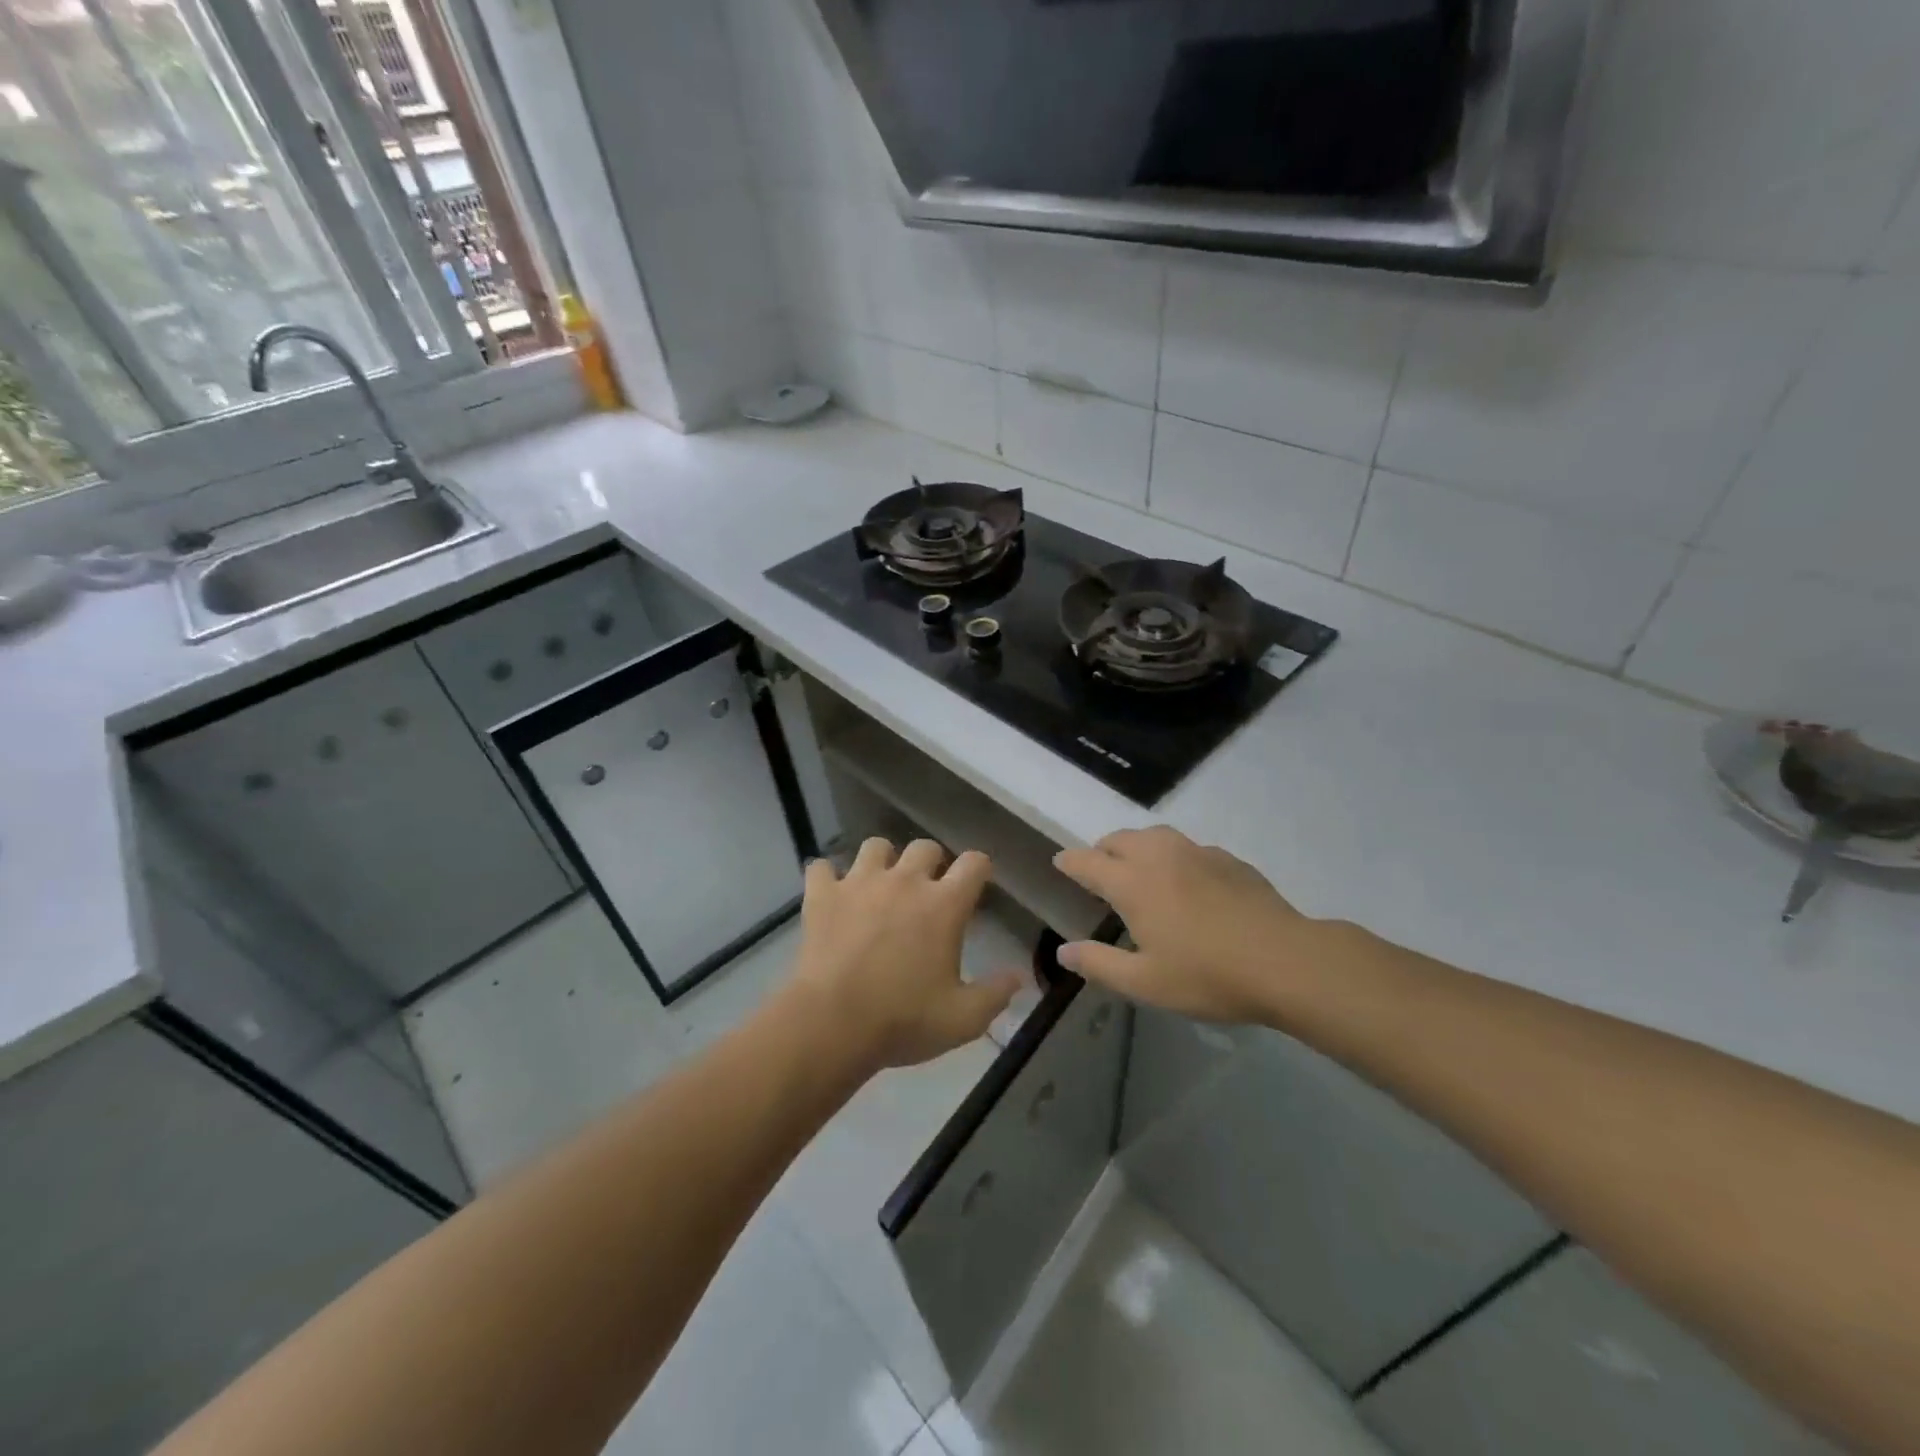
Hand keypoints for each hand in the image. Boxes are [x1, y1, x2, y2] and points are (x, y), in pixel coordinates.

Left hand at [779, 837, 1020, 1074]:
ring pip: (875, 846)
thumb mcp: (963, 1019)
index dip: (979, 868)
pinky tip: (831, 894)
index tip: (978, 882)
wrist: (832, 1024)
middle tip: (927, 891)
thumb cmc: (904, 1020)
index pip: (974, 863)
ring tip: (880, 885)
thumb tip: (1018, 976)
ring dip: (882, 861)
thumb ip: (995, 994)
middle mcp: (905, 881)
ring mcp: (860, 883)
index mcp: (944, 904)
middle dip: (931, 863)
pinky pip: (821, 867)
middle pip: (925, 847)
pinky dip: (827, 878)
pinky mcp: (823, 895)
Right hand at [1052, 826, 1317, 1023]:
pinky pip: (1187, 847)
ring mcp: (1197, 853)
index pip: (1088, 862)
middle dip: (1102, 849)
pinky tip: (1186, 879)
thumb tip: (1062, 951)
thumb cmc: (1208, 975)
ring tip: (1137, 866)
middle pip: (1119, 839)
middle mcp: (1160, 857)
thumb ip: (1099, 964)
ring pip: (1154, 835)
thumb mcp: (1145, 982)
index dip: (1070, 861)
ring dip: (1136, 845)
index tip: (1060, 862)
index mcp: (1132, 883)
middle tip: (1098, 868)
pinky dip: (1172, 855)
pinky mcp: (1228, 859)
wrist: (1285, 961)